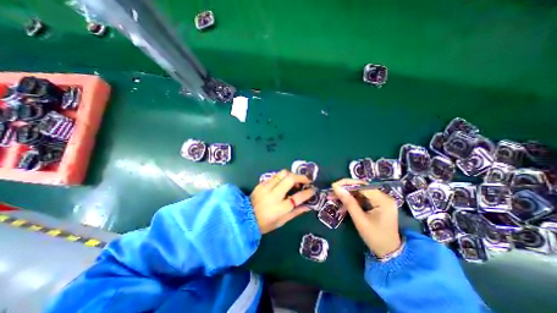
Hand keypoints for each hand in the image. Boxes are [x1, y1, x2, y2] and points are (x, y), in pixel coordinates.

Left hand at [250, 170, 314, 233]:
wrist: (245, 218)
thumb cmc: (265, 223)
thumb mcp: (282, 221)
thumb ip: (296, 212)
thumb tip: (308, 206)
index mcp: (281, 208)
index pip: (299, 197)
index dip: (308, 192)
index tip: (313, 189)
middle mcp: (274, 195)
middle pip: (290, 179)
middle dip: (301, 177)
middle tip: (306, 180)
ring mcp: (267, 187)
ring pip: (282, 173)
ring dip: (292, 174)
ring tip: (295, 180)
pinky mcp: (262, 183)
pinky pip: (275, 175)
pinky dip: (282, 177)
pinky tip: (284, 182)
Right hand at [330, 179, 400, 256]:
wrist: (389, 253)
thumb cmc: (375, 237)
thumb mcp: (359, 220)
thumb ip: (348, 202)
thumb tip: (336, 188)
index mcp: (383, 200)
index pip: (362, 185)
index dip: (347, 184)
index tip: (333, 186)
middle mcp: (383, 197)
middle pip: (360, 188)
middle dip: (345, 190)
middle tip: (331, 192)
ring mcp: (380, 201)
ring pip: (359, 193)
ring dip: (346, 196)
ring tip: (333, 198)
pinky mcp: (377, 204)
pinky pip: (361, 199)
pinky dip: (351, 201)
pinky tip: (341, 205)